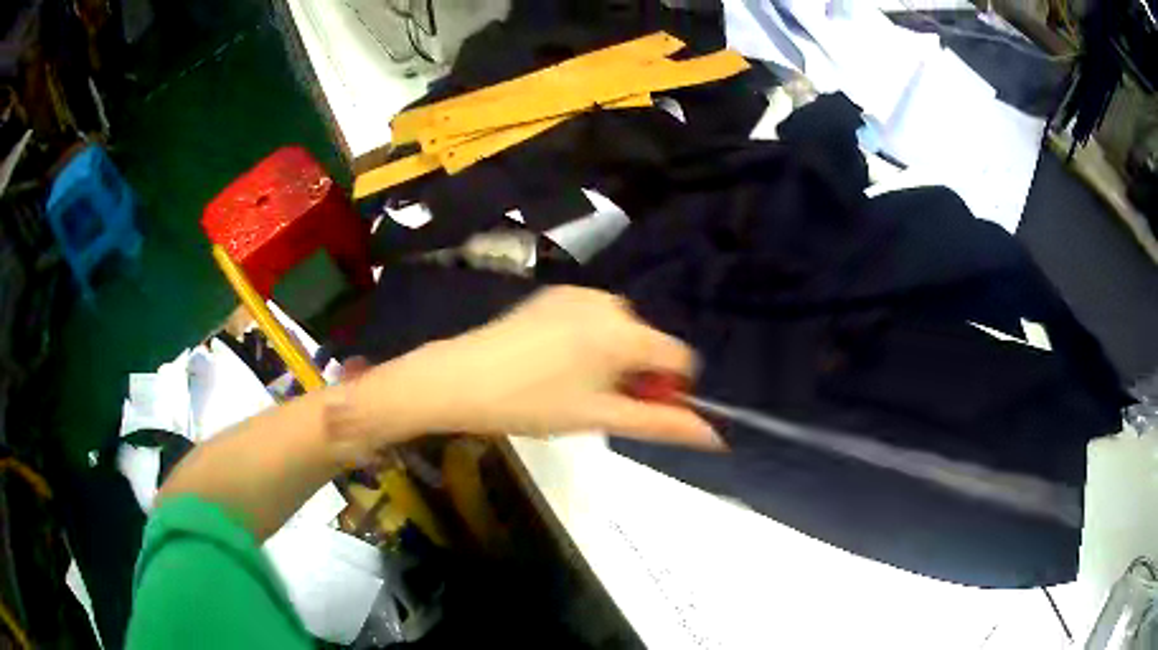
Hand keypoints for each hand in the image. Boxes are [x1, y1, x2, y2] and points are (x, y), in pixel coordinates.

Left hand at [363, 287, 720, 448]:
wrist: (461, 378)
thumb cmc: (533, 405)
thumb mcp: (600, 418)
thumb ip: (661, 424)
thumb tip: (715, 438)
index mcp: (625, 333)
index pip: (680, 358)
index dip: (668, 389)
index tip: (636, 409)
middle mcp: (609, 303)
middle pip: (649, 342)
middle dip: (638, 374)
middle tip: (597, 402)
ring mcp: (579, 293)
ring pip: (621, 330)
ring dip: (615, 357)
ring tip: (573, 384)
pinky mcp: (554, 293)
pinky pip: (593, 317)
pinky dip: (591, 339)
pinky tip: (556, 361)